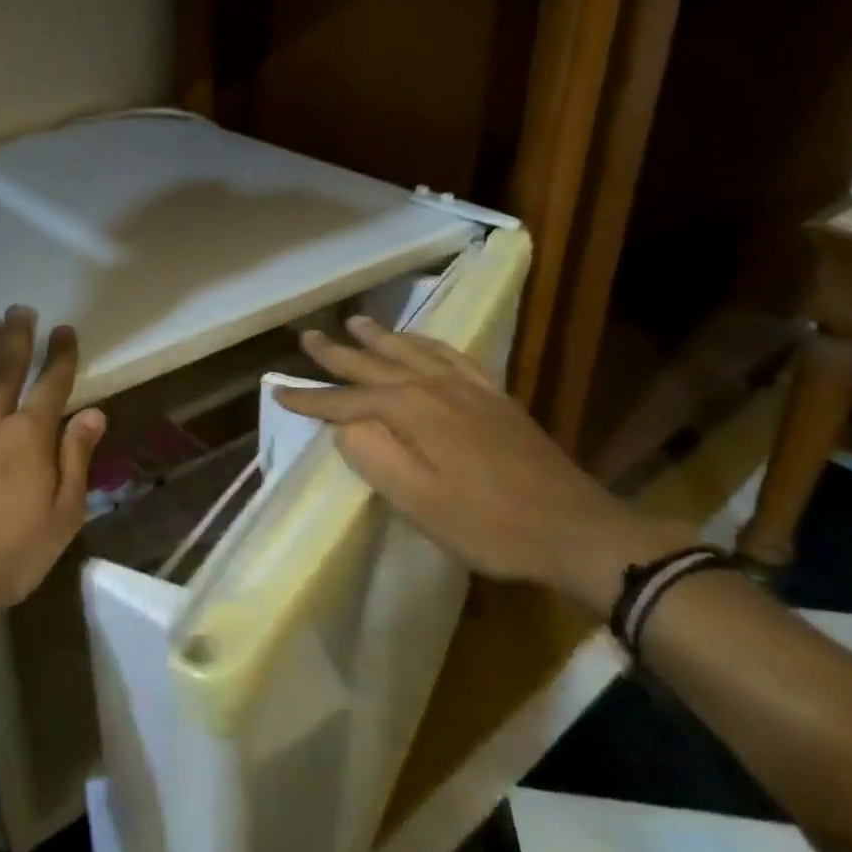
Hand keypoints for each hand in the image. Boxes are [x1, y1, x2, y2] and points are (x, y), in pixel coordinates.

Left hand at [0, 307, 105, 632]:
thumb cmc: (2, 559)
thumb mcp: (59, 520)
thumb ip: (75, 461)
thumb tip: (93, 413)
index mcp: (27, 438)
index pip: (51, 384)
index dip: (61, 355)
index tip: (64, 330)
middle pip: (4, 366)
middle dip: (17, 336)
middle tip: (21, 309)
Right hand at [277, 316, 691, 612]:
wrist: (574, 528)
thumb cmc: (487, 524)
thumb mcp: (418, 501)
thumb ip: (373, 456)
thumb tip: (345, 426)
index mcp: (410, 411)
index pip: (345, 401)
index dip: (310, 398)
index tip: (276, 390)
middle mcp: (434, 387)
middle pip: (375, 364)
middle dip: (338, 353)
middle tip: (308, 336)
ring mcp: (468, 388)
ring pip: (412, 351)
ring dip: (380, 337)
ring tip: (357, 322)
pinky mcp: (494, 397)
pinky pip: (451, 355)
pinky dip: (427, 343)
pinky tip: (422, 344)